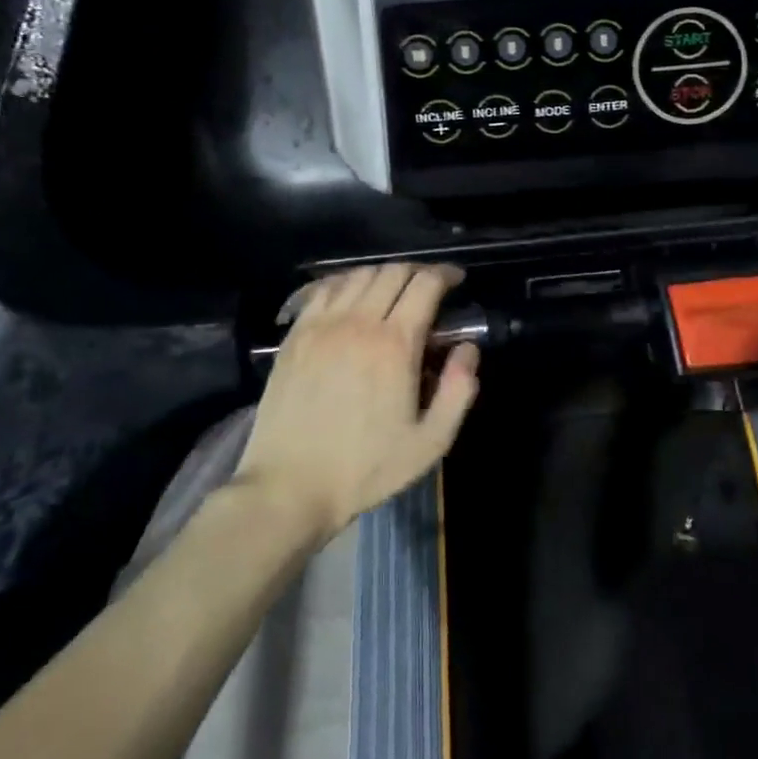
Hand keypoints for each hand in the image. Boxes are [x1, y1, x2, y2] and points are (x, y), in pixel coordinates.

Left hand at [234, 263, 480, 539]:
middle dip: (418, 271)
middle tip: (429, 288)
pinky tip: (352, 297)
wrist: (288, 487)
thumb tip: (468, 349)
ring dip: (383, 275)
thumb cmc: (365, 468)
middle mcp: (358, 322)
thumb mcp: (430, 442)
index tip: (456, 280)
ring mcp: (321, 326)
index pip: (425, 284)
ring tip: (393, 292)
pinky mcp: (295, 335)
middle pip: (393, 271)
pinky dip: (346, 282)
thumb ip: (459, 390)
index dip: (445, 274)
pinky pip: (324, 289)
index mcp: (395, 345)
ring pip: (358, 275)